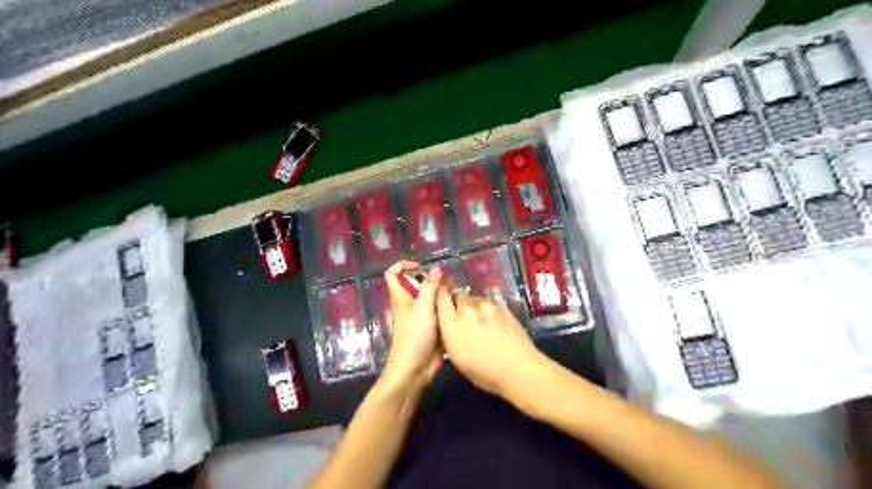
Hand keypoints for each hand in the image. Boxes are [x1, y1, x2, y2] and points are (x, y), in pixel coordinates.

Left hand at [383, 261, 445, 389]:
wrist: (415, 368)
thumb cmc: (415, 335)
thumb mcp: (423, 307)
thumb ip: (430, 287)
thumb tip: (436, 268)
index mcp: (401, 298)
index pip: (392, 274)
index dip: (403, 266)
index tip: (421, 267)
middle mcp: (409, 305)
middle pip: (417, 286)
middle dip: (432, 282)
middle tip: (449, 283)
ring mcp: (420, 318)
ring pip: (430, 300)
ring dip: (442, 297)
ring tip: (457, 296)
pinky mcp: (430, 329)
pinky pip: (438, 315)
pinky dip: (446, 311)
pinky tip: (459, 311)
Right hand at [436, 288, 542, 398]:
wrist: (518, 368)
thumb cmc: (485, 373)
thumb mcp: (457, 358)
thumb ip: (450, 336)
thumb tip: (449, 327)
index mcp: (452, 326)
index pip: (441, 300)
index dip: (441, 297)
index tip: (443, 299)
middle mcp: (466, 311)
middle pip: (459, 295)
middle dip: (459, 302)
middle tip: (465, 315)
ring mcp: (486, 306)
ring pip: (475, 298)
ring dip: (475, 306)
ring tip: (482, 320)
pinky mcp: (501, 306)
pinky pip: (490, 303)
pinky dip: (489, 310)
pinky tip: (495, 322)